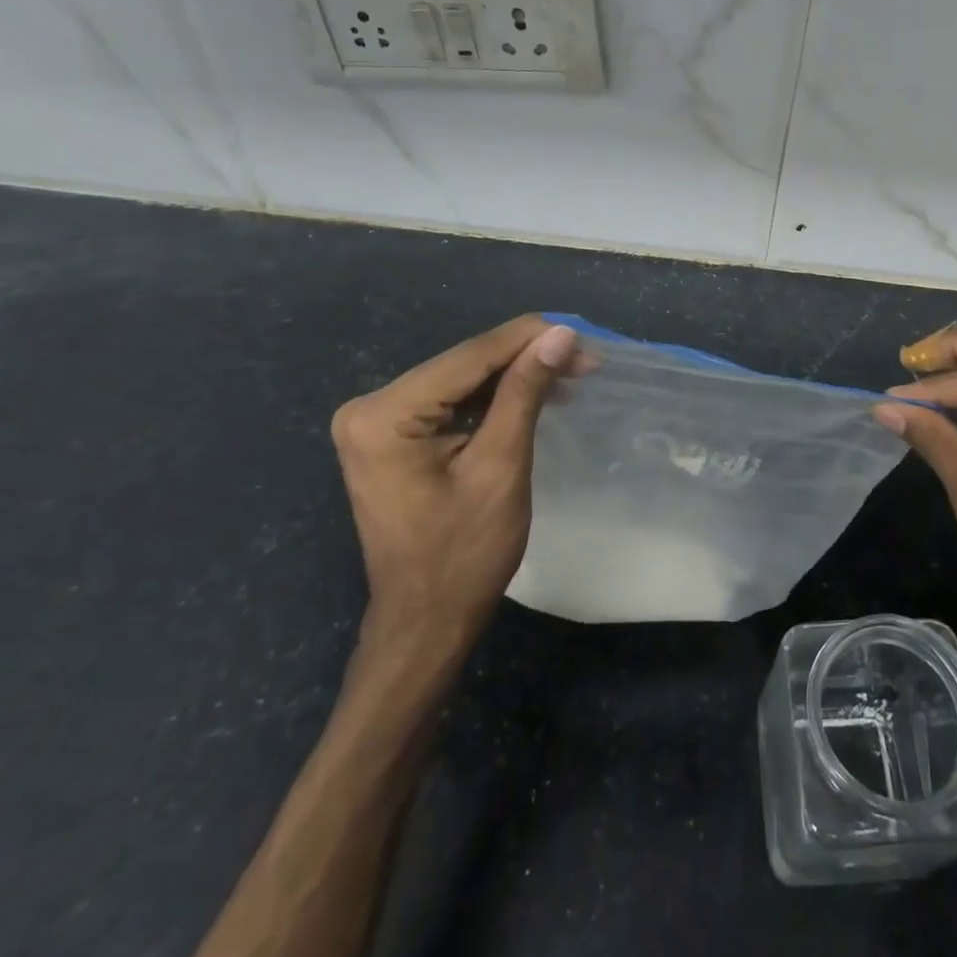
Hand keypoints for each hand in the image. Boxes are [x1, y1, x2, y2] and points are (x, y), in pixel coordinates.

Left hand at [329, 315, 577, 637]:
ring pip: (462, 379)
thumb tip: (560, 334)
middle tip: (586, 359)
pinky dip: (494, 398)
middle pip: (465, 364)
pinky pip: (450, 401)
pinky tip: (534, 393)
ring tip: (571, 374)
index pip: (470, 356)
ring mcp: (376, 422)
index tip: (583, 336)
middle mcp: (370, 407)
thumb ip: (525, 391)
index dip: (530, 339)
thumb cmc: (465, 554)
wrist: (427, 622)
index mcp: (385, 415)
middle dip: (527, 358)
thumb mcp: (501, 465)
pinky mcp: (390, 436)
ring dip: (516, 376)